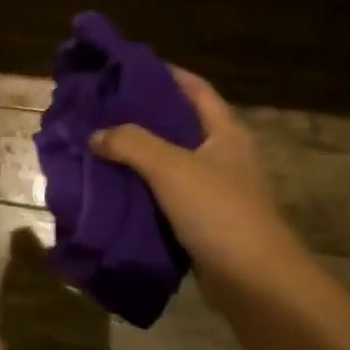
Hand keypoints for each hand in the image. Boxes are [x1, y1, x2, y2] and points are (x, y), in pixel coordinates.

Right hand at [88, 66, 302, 289]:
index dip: (166, 75)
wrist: (252, 279)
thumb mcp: (171, 168)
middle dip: (144, 117)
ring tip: (100, 147)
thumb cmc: (218, 211)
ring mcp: (215, 190)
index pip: (196, 89)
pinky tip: (115, 189)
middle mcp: (224, 156)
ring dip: (139, 156)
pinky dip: (142, 189)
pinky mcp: (203, 220)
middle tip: (103, 111)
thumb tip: (96, 135)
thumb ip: (131, 144)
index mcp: (226, 133)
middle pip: (181, 125)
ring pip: (171, 162)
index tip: (128, 70)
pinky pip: (167, 195)